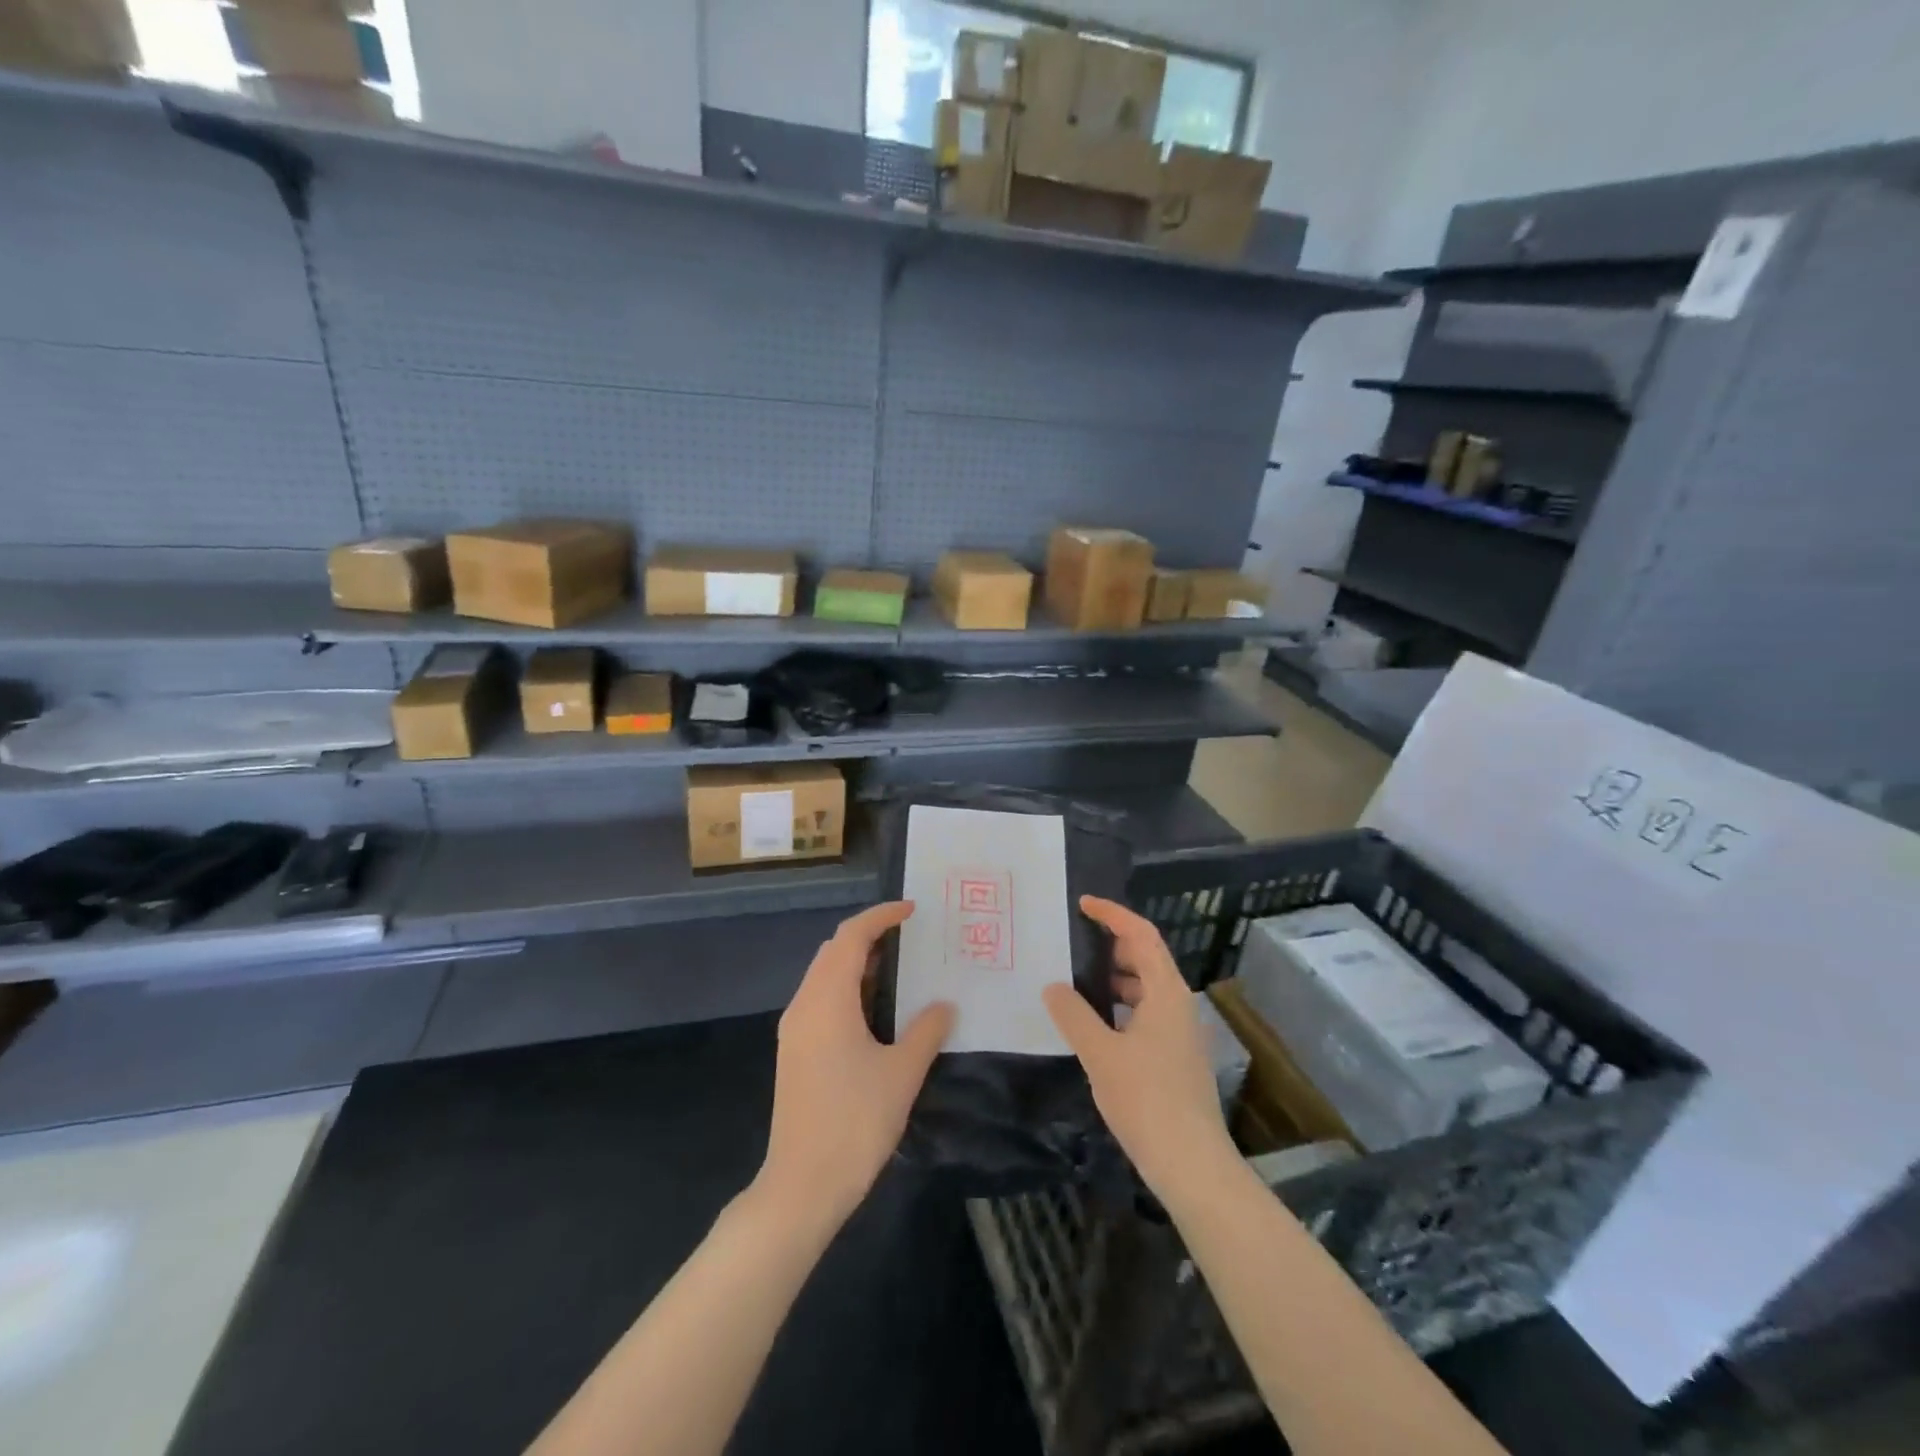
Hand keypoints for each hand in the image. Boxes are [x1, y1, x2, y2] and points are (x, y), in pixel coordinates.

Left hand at [757, 902, 954, 1230]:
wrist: (801, 1185)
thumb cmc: (855, 1122)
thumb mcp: (902, 1073)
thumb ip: (926, 1031)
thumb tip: (943, 1005)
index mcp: (828, 1000)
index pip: (851, 937)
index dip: (881, 916)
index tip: (912, 910)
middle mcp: (804, 1005)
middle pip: (833, 950)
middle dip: (869, 936)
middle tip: (909, 938)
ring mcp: (795, 1029)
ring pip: (824, 975)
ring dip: (857, 963)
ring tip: (898, 969)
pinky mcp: (794, 1051)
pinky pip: (821, 999)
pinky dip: (847, 989)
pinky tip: (875, 1010)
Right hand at [1044, 896, 1237, 1197]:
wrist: (1192, 1165)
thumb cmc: (1146, 1100)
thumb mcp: (1100, 1054)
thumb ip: (1074, 1015)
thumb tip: (1053, 987)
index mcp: (1166, 992)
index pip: (1141, 935)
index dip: (1113, 914)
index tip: (1083, 904)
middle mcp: (1179, 1004)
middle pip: (1147, 957)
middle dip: (1112, 944)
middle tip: (1074, 941)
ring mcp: (1181, 1032)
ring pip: (1147, 988)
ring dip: (1116, 977)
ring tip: (1077, 980)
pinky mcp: (1177, 1057)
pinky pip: (1147, 1013)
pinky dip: (1122, 1005)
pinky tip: (1096, 1024)